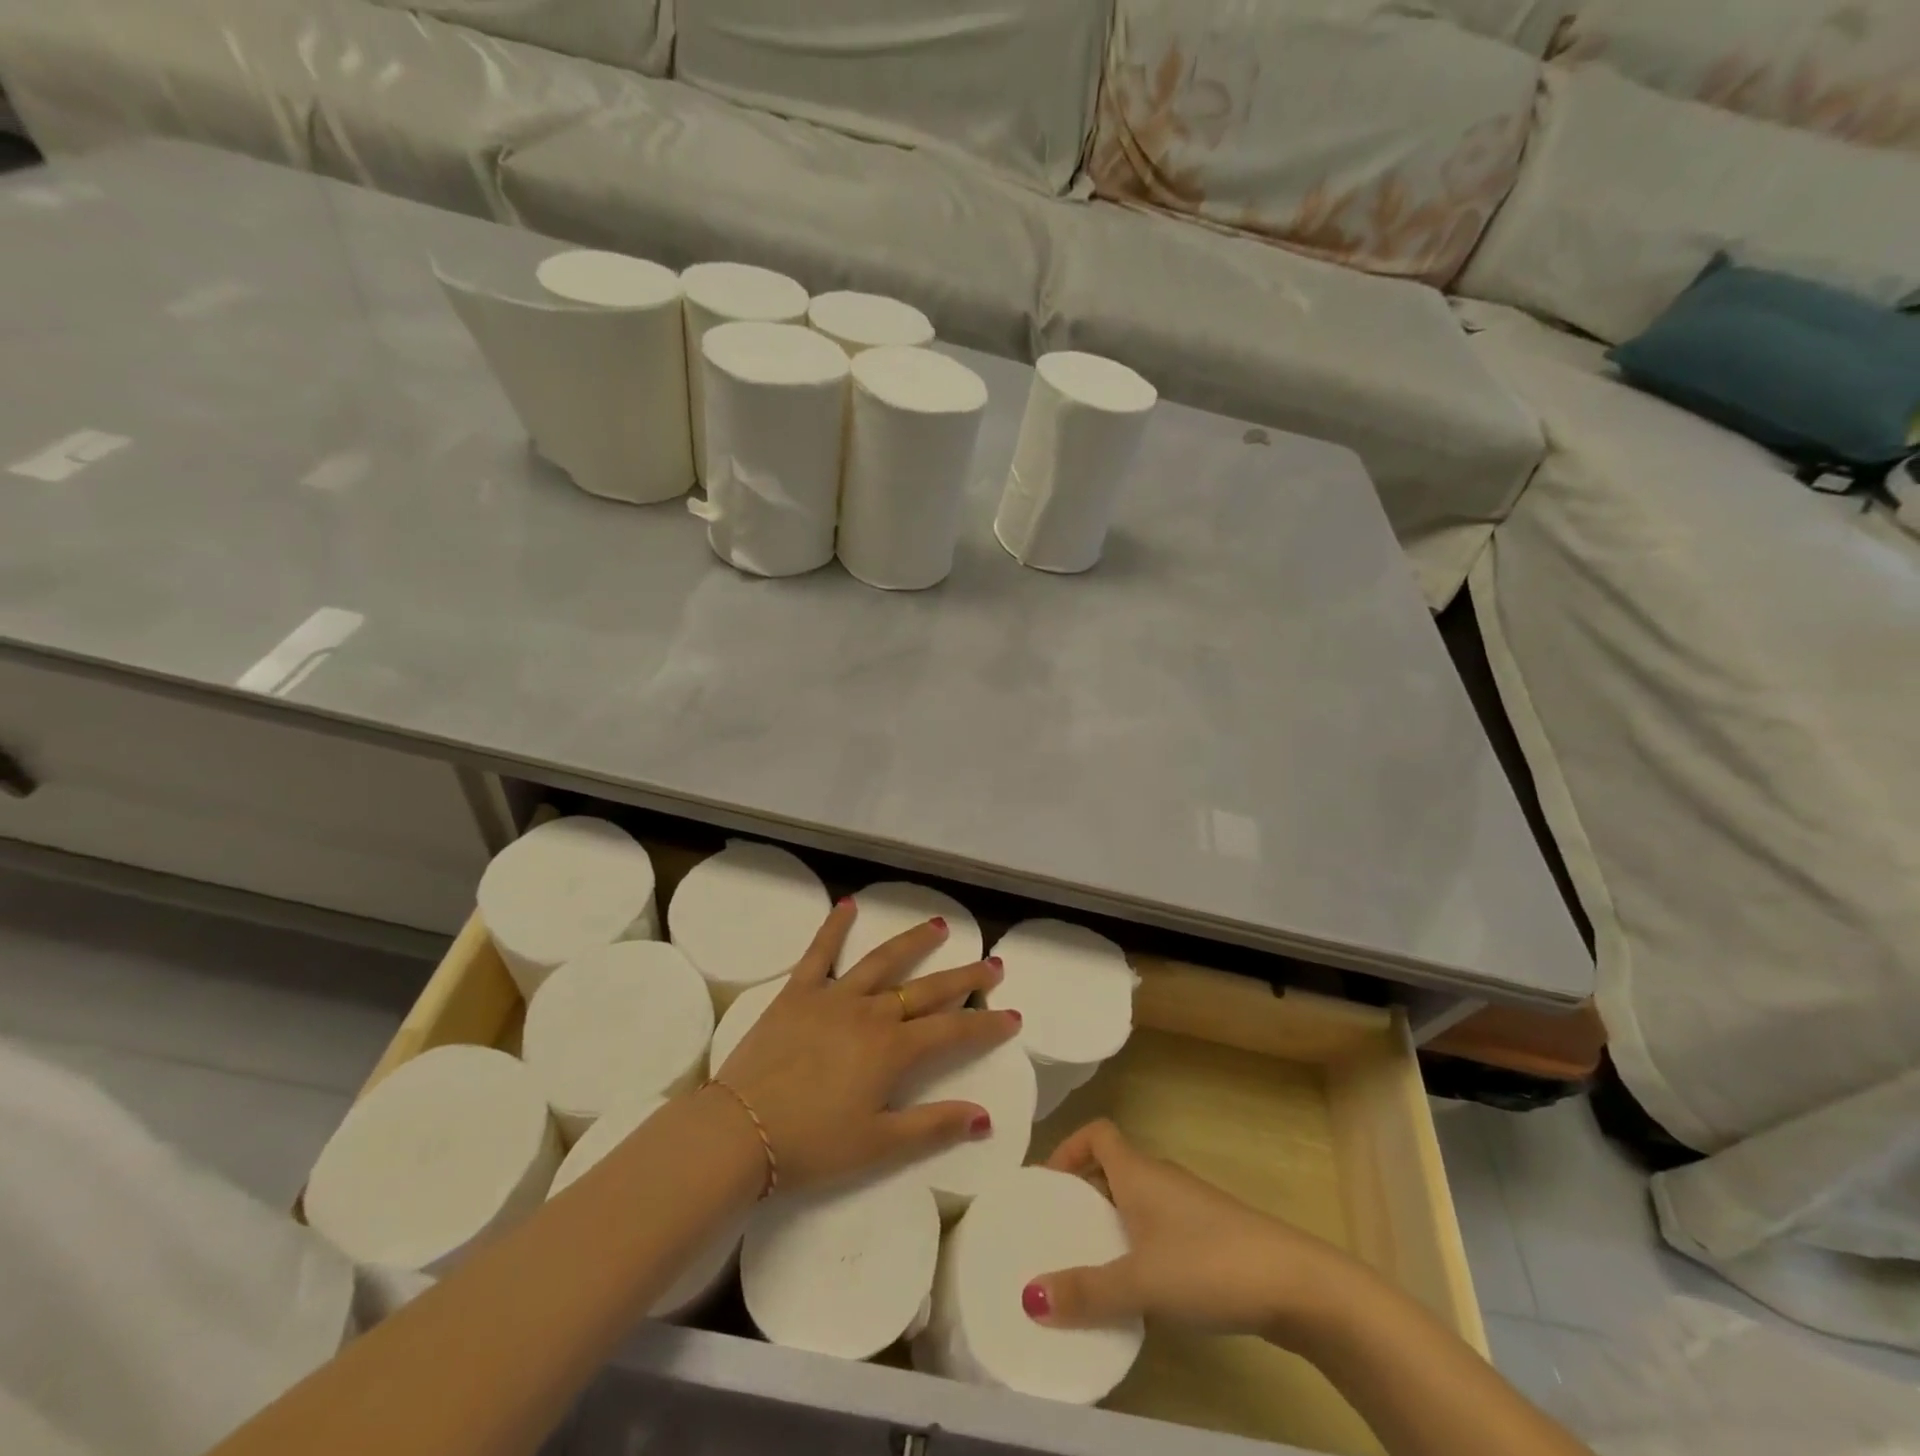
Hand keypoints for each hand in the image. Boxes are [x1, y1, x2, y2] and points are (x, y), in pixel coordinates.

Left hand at [711, 899, 1019, 1192]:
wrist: (739, 1130)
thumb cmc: (812, 1143)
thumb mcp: (878, 1145)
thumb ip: (933, 1126)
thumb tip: (984, 1117)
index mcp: (893, 1050)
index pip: (953, 1030)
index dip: (986, 1024)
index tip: (1012, 1016)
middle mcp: (871, 1013)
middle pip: (927, 988)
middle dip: (964, 977)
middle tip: (993, 963)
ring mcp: (834, 996)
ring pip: (883, 960)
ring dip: (914, 942)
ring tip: (939, 925)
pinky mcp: (798, 991)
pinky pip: (819, 952)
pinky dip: (834, 926)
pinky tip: (847, 904)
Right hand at [1025, 1120, 1362, 1343]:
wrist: (1295, 1285)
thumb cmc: (1208, 1265)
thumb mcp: (1141, 1283)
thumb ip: (1086, 1292)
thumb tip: (1028, 1297)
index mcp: (1138, 1171)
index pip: (1097, 1132)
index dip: (1068, 1148)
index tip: (1047, 1186)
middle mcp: (1160, 1178)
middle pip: (1112, 1168)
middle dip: (1082, 1195)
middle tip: (1057, 1234)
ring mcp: (1189, 1207)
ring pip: (1136, 1202)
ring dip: (1110, 1225)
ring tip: (1090, 1268)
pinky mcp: (1211, 1237)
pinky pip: (1159, 1229)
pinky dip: (1139, 1248)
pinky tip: (1141, 1294)